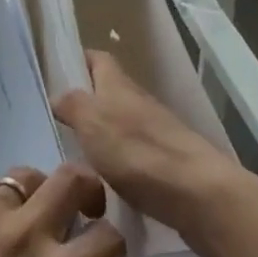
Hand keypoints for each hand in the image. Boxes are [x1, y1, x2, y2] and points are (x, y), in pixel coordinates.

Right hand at [52, 48, 250, 256]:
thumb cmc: (139, 152)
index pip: (98, 59)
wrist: (202, 197)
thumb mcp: (92, 123)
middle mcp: (139, 104)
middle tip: (57, 126)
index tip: (55, 74)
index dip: (78, 61)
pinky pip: (135, 159)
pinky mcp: (169, 168)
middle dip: (86, 104)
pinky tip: (105, 188)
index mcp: (119, 86)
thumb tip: (59, 95)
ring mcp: (158, 135)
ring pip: (122, 127)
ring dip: (102, 138)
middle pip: (109, 93)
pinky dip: (119, 167)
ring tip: (75, 160)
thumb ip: (72, 105)